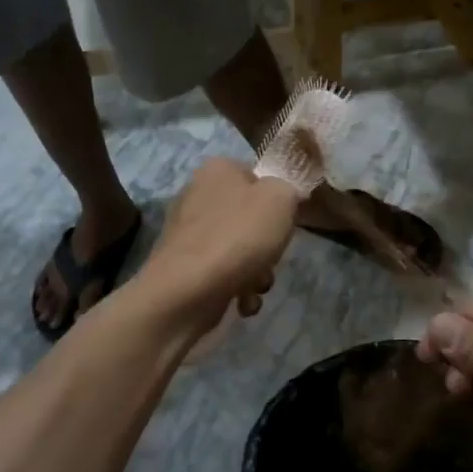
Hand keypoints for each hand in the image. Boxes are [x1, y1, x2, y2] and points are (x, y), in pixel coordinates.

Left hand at [140, 157, 300, 332]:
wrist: (189, 290)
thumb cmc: (240, 235)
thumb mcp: (281, 198)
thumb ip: (289, 189)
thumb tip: (284, 198)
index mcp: (218, 170)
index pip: (256, 176)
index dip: (277, 200)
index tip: (286, 221)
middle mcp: (198, 195)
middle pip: (249, 217)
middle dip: (267, 243)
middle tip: (273, 256)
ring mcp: (188, 233)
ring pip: (238, 248)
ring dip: (257, 271)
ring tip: (258, 286)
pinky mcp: (183, 267)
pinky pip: (222, 273)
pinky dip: (237, 288)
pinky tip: (242, 301)